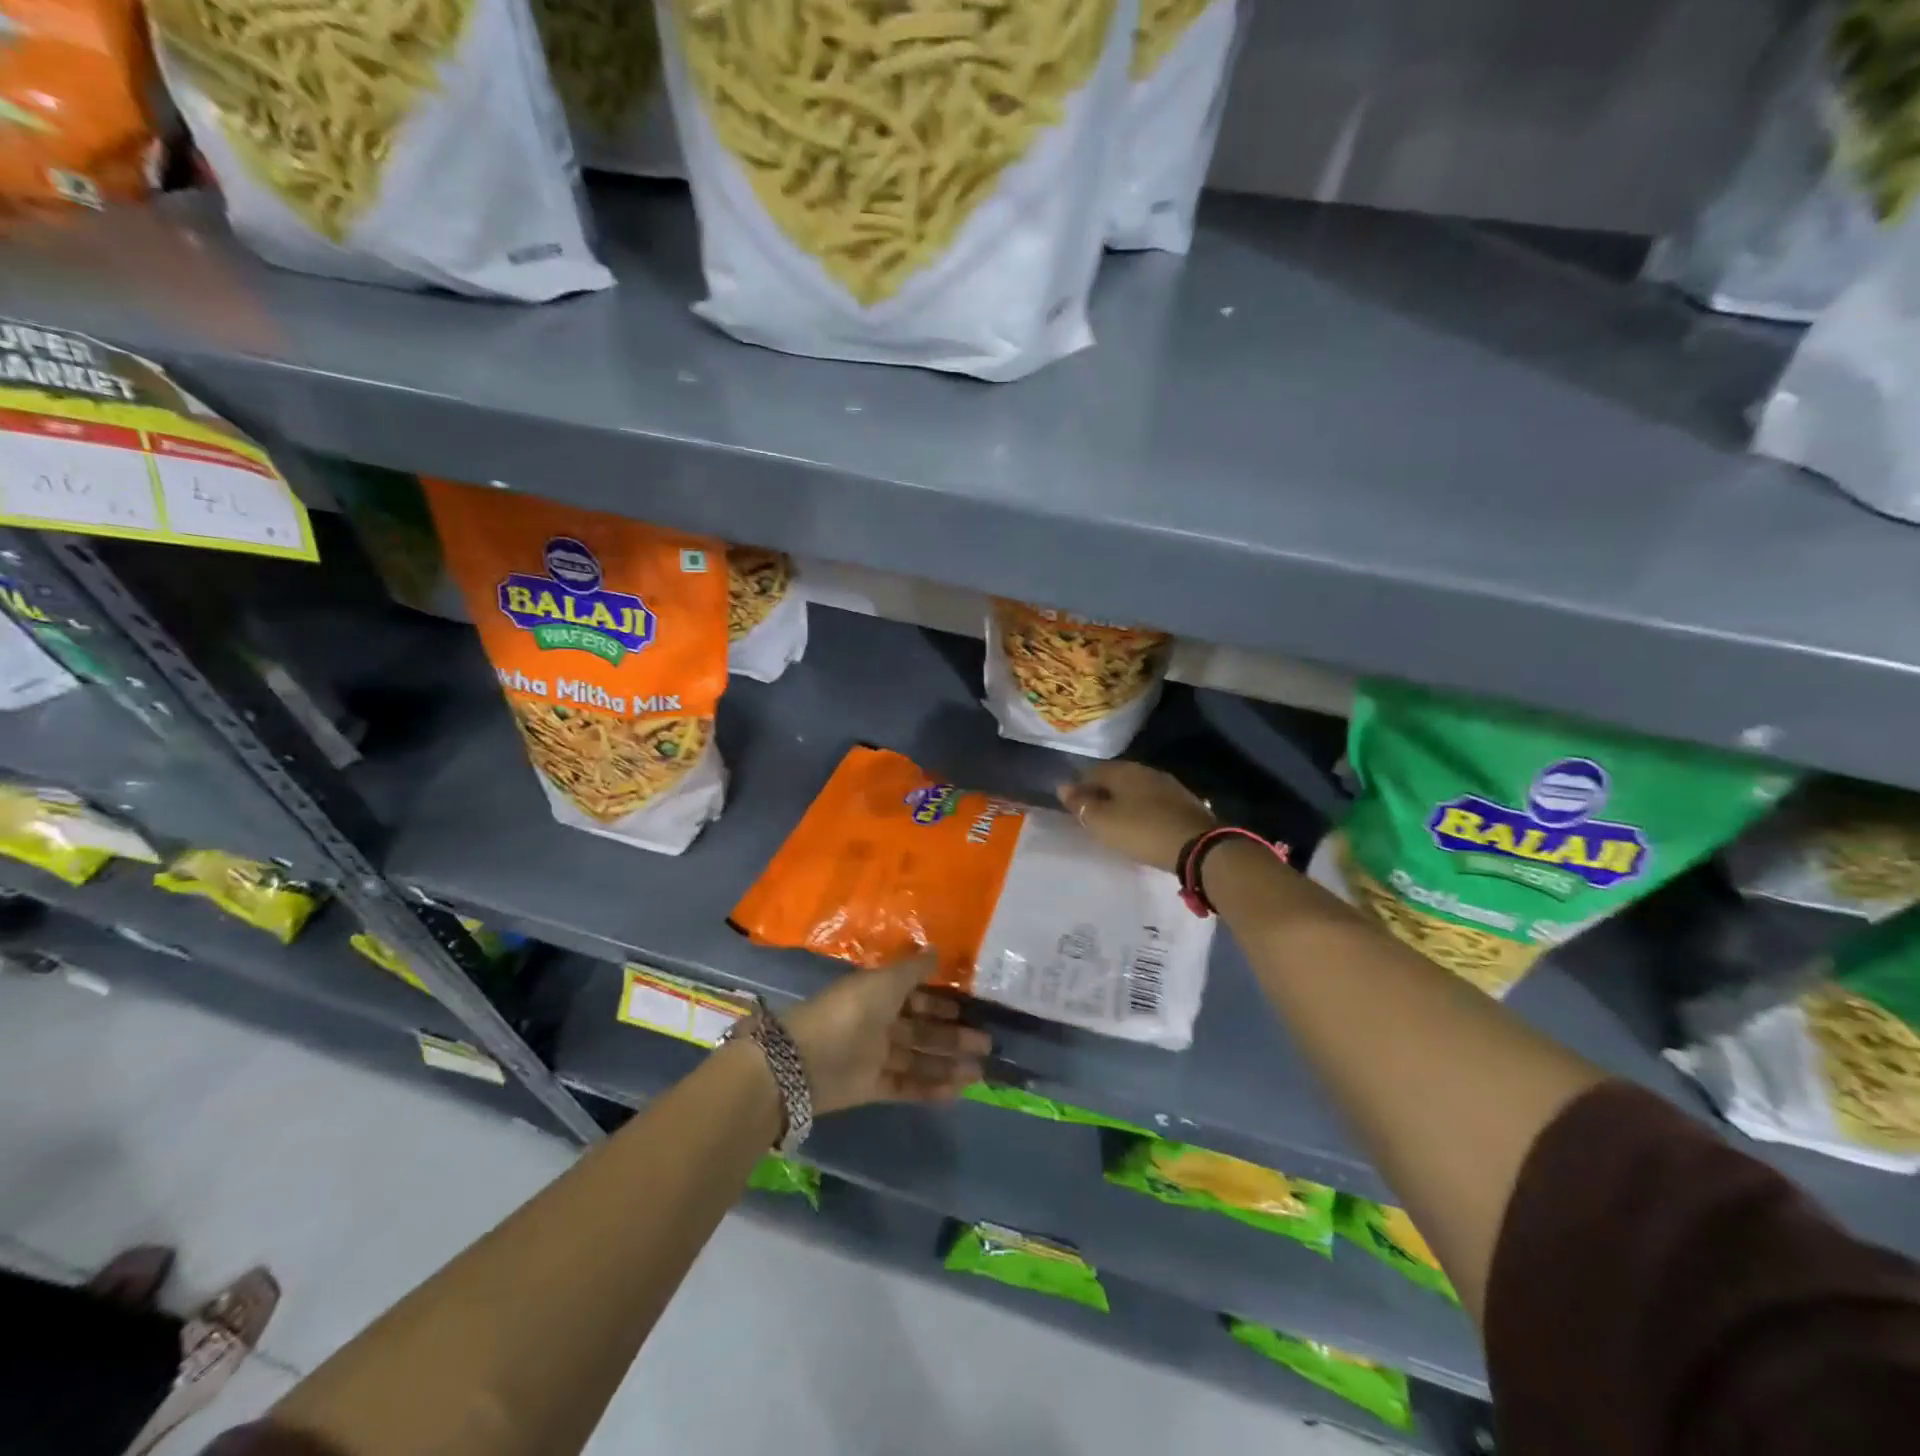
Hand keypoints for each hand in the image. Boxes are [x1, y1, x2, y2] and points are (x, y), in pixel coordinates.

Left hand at [784, 952, 989, 1116]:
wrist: (805, 1061)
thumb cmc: (849, 1011)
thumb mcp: (885, 981)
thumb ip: (913, 969)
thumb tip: (938, 951)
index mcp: (878, 994)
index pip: (914, 997)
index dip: (939, 1003)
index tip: (967, 1008)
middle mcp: (878, 1023)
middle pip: (921, 1030)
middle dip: (952, 1036)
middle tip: (985, 1043)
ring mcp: (874, 1056)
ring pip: (918, 1059)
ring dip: (947, 1064)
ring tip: (979, 1072)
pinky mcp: (870, 1087)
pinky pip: (906, 1086)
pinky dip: (930, 1089)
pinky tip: (956, 1091)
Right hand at [1058, 761, 1215, 872]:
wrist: (1198, 846)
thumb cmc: (1141, 831)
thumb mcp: (1103, 822)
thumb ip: (1082, 804)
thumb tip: (1063, 787)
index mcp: (1123, 770)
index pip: (1092, 771)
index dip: (1078, 787)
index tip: (1072, 806)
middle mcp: (1145, 770)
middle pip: (1115, 777)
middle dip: (1101, 792)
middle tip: (1091, 814)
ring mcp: (1168, 785)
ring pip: (1135, 788)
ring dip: (1122, 800)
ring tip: (1114, 820)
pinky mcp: (1184, 802)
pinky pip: (1152, 801)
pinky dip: (1141, 809)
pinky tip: (1140, 823)